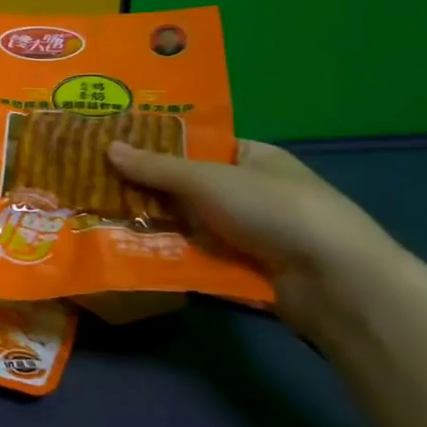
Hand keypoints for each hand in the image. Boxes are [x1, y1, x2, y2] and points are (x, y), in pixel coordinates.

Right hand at [105, 139, 404, 340]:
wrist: (334, 282)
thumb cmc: (274, 210)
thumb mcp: (208, 179)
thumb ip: (157, 167)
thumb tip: (108, 147)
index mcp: (252, 157)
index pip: (196, 144)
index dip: (155, 145)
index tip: (112, 147)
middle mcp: (250, 191)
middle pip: (186, 186)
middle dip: (145, 188)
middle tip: (92, 185)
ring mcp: (247, 232)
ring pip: (186, 223)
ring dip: (152, 224)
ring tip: (98, 219)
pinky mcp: (242, 268)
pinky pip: (195, 255)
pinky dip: (167, 254)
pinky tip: (128, 252)